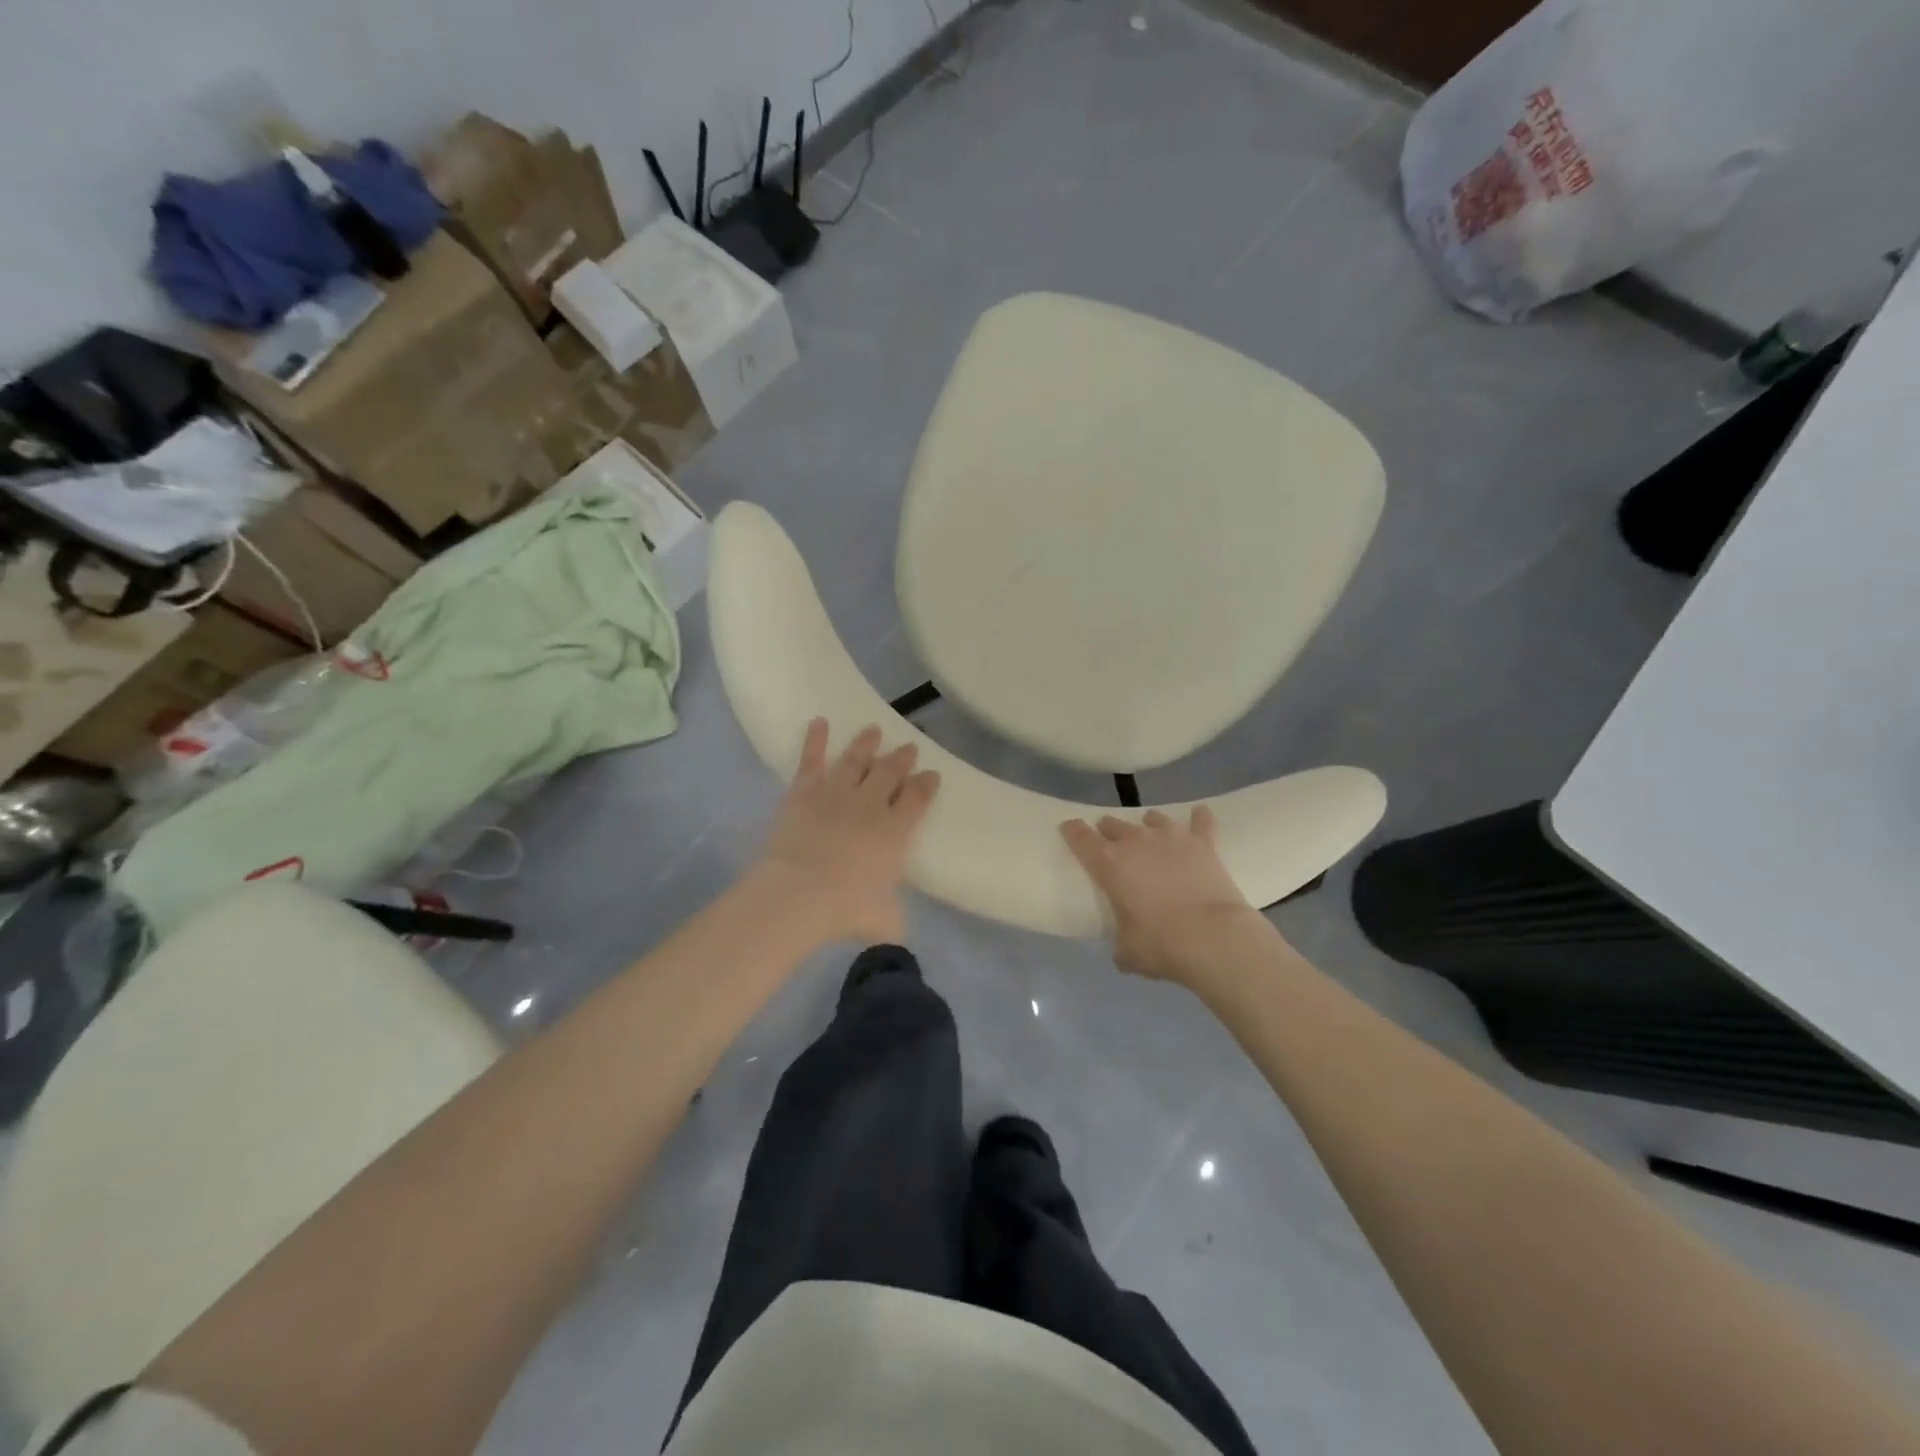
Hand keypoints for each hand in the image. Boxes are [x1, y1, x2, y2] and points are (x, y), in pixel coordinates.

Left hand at [755, 719, 940, 944]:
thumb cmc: (846, 908)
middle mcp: (871, 804)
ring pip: (856, 759)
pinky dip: (815, 739)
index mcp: (896, 831)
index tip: (932, 774)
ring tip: (873, 730)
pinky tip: (818, 721)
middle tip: (909, 747)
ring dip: (866, 743)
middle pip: (890, 772)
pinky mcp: (804, 791)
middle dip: (901, 758)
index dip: (926, 784)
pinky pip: (811, 759)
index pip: (918, 798)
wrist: (800, 892)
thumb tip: (895, 931)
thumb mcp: (884, 920)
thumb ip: (893, 918)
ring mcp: (837, 792)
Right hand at [1061, 808, 1262, 984]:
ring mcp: (1171, 838)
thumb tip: (1123, 951)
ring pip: (1153, 818)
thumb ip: (1120, 945)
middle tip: (1111, 843)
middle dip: (1108, 831)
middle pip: (1114, 824)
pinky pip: (1201, 822)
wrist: (1213, 938)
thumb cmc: (1161, 944)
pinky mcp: (1203, 844)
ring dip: (1148, 825)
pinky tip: (1200, 814)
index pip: (1080, 837)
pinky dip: (1199, 818)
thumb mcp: (1128, 952)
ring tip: (1150, 834)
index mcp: (1109, 864)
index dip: (1072, 830)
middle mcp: (1136, 842)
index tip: (1068, 828)